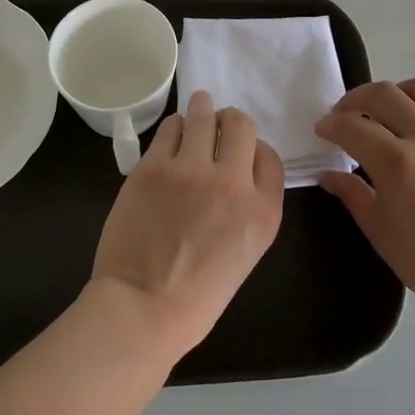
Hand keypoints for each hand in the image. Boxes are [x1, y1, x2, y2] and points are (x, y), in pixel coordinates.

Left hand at [92, 91, 285, 360]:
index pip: (270, 157)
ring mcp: (192, 171)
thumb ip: (249, 210)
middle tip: (220, 121)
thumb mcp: (246, 253)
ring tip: (199, 105)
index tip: (242, 150)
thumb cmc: (197, 296)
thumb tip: (233, 176)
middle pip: (242, 126)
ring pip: (204, 116)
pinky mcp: (154, 167)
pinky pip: (169, 128)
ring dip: (203, 109)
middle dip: (232, 120)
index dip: (256, 148)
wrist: (144, 308)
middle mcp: (233, 183)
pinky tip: (172, 131)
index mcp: (263, 212)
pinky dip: (174, 126)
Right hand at [315, 77, 414, 326]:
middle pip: (385, 94)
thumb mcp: (380, 232)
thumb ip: (352, 194)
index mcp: (397, 163)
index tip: (322, 130)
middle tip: (345, 115)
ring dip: (396, 93)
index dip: (331, 125)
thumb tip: (329, 175)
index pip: (353, 126)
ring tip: (386, 111)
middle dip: (356, 99)